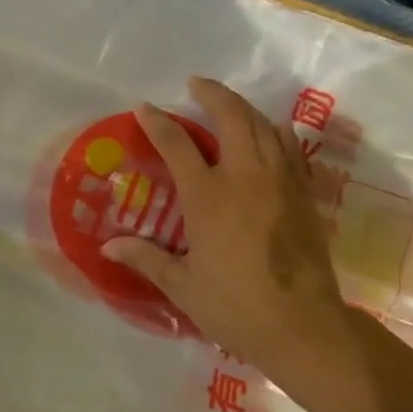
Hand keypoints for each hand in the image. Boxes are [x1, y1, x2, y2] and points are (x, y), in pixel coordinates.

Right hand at [102, 77, 351, 371]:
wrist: (303, 326)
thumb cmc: (236, 306)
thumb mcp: (183, 286)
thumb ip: (146, 258)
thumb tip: (108, 246)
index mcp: (209, 196)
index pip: (177, 144)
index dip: (157, 122)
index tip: (144, 107)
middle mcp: (245, 177)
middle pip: (232, 117)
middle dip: (212, 93)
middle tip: (196, 85)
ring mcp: (280, 181)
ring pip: (264, 125)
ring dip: (244, 108)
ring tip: (229, 105)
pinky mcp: (304, 194)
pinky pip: (290, 148)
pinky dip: (275, 131)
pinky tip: (269, 134)